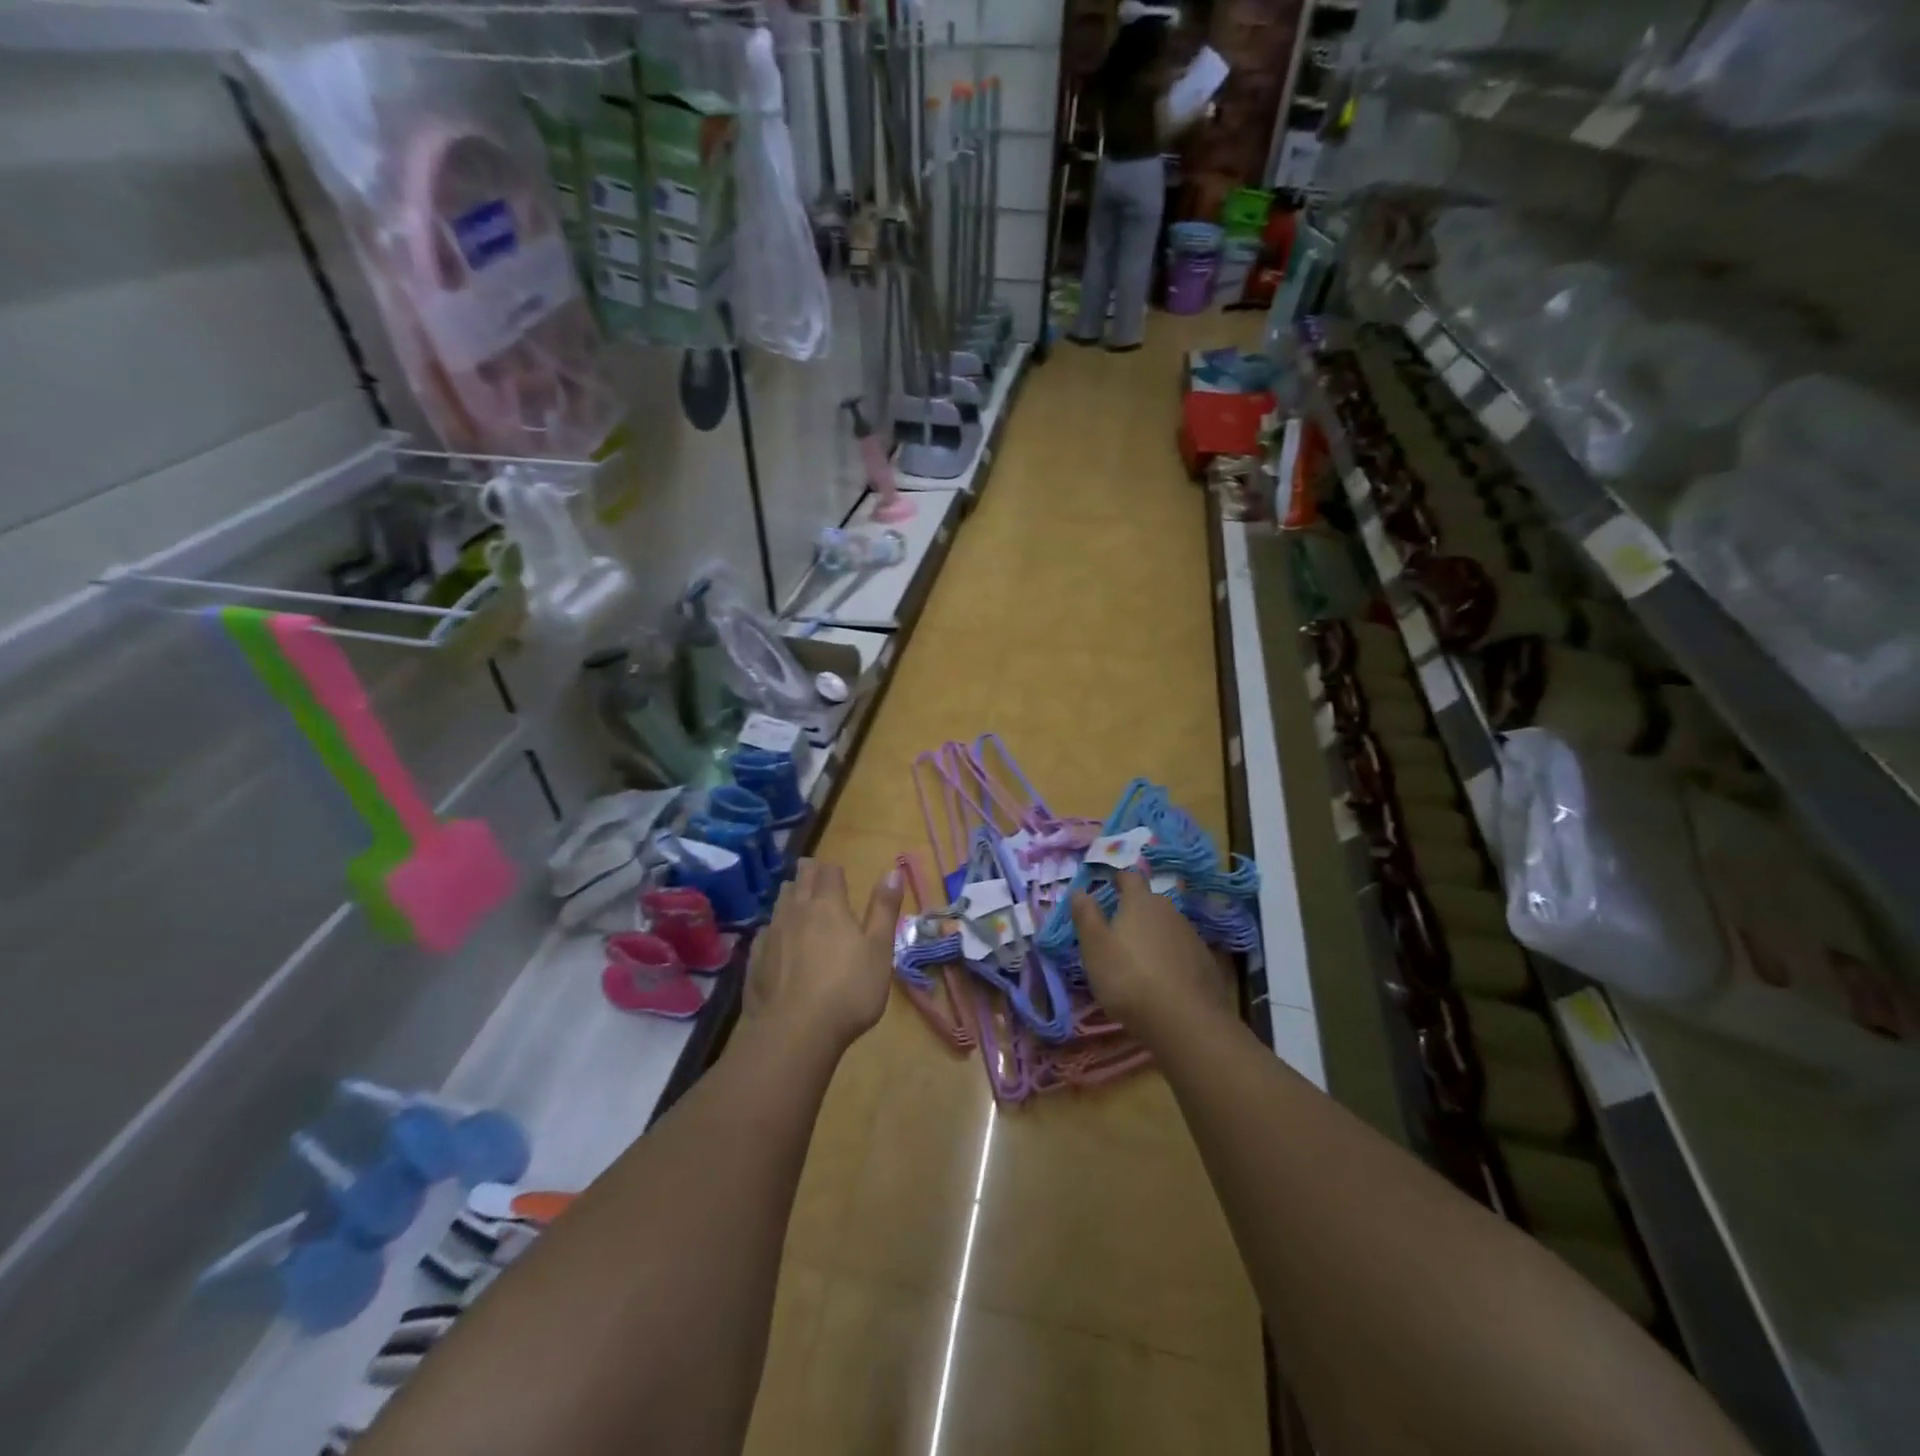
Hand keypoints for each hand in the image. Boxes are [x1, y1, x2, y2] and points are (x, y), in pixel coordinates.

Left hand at [745, 859, 903, 1051]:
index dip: (833, 869)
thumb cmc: (848, 990)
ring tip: (796, 898)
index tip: (837, 871)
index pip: (828, 872)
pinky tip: (777, 938)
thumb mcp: (879, 950)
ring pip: (779, 903)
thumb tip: (893, 870)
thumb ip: (885, 909)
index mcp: (828, 905)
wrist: (794, 1033)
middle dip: (808, 874)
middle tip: (813, 872)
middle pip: (800, 881)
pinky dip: (773, 928)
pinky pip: (764, 932)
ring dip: (790, 896)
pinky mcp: (755, 960)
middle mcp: (796, 912)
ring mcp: (772, 935)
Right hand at [1070, 870, 1230, 1031]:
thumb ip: (1086, 915)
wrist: (1185, 1021)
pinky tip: (1163, 978)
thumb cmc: (1129, 978)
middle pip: (1151, 901)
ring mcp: (1191, 936)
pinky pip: (1182, 950)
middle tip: (1119, 929)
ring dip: (1154, 935)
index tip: (1109, 886)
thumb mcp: (1095, 947)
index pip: (1130, 876)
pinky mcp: (1206, 962)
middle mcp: (1169, 910)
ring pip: (1168, 926)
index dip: (1118, 879)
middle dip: (1136, 910)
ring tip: (1140, 958)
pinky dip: (1171, 957)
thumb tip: (1080, 890)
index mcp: (1140, 902)